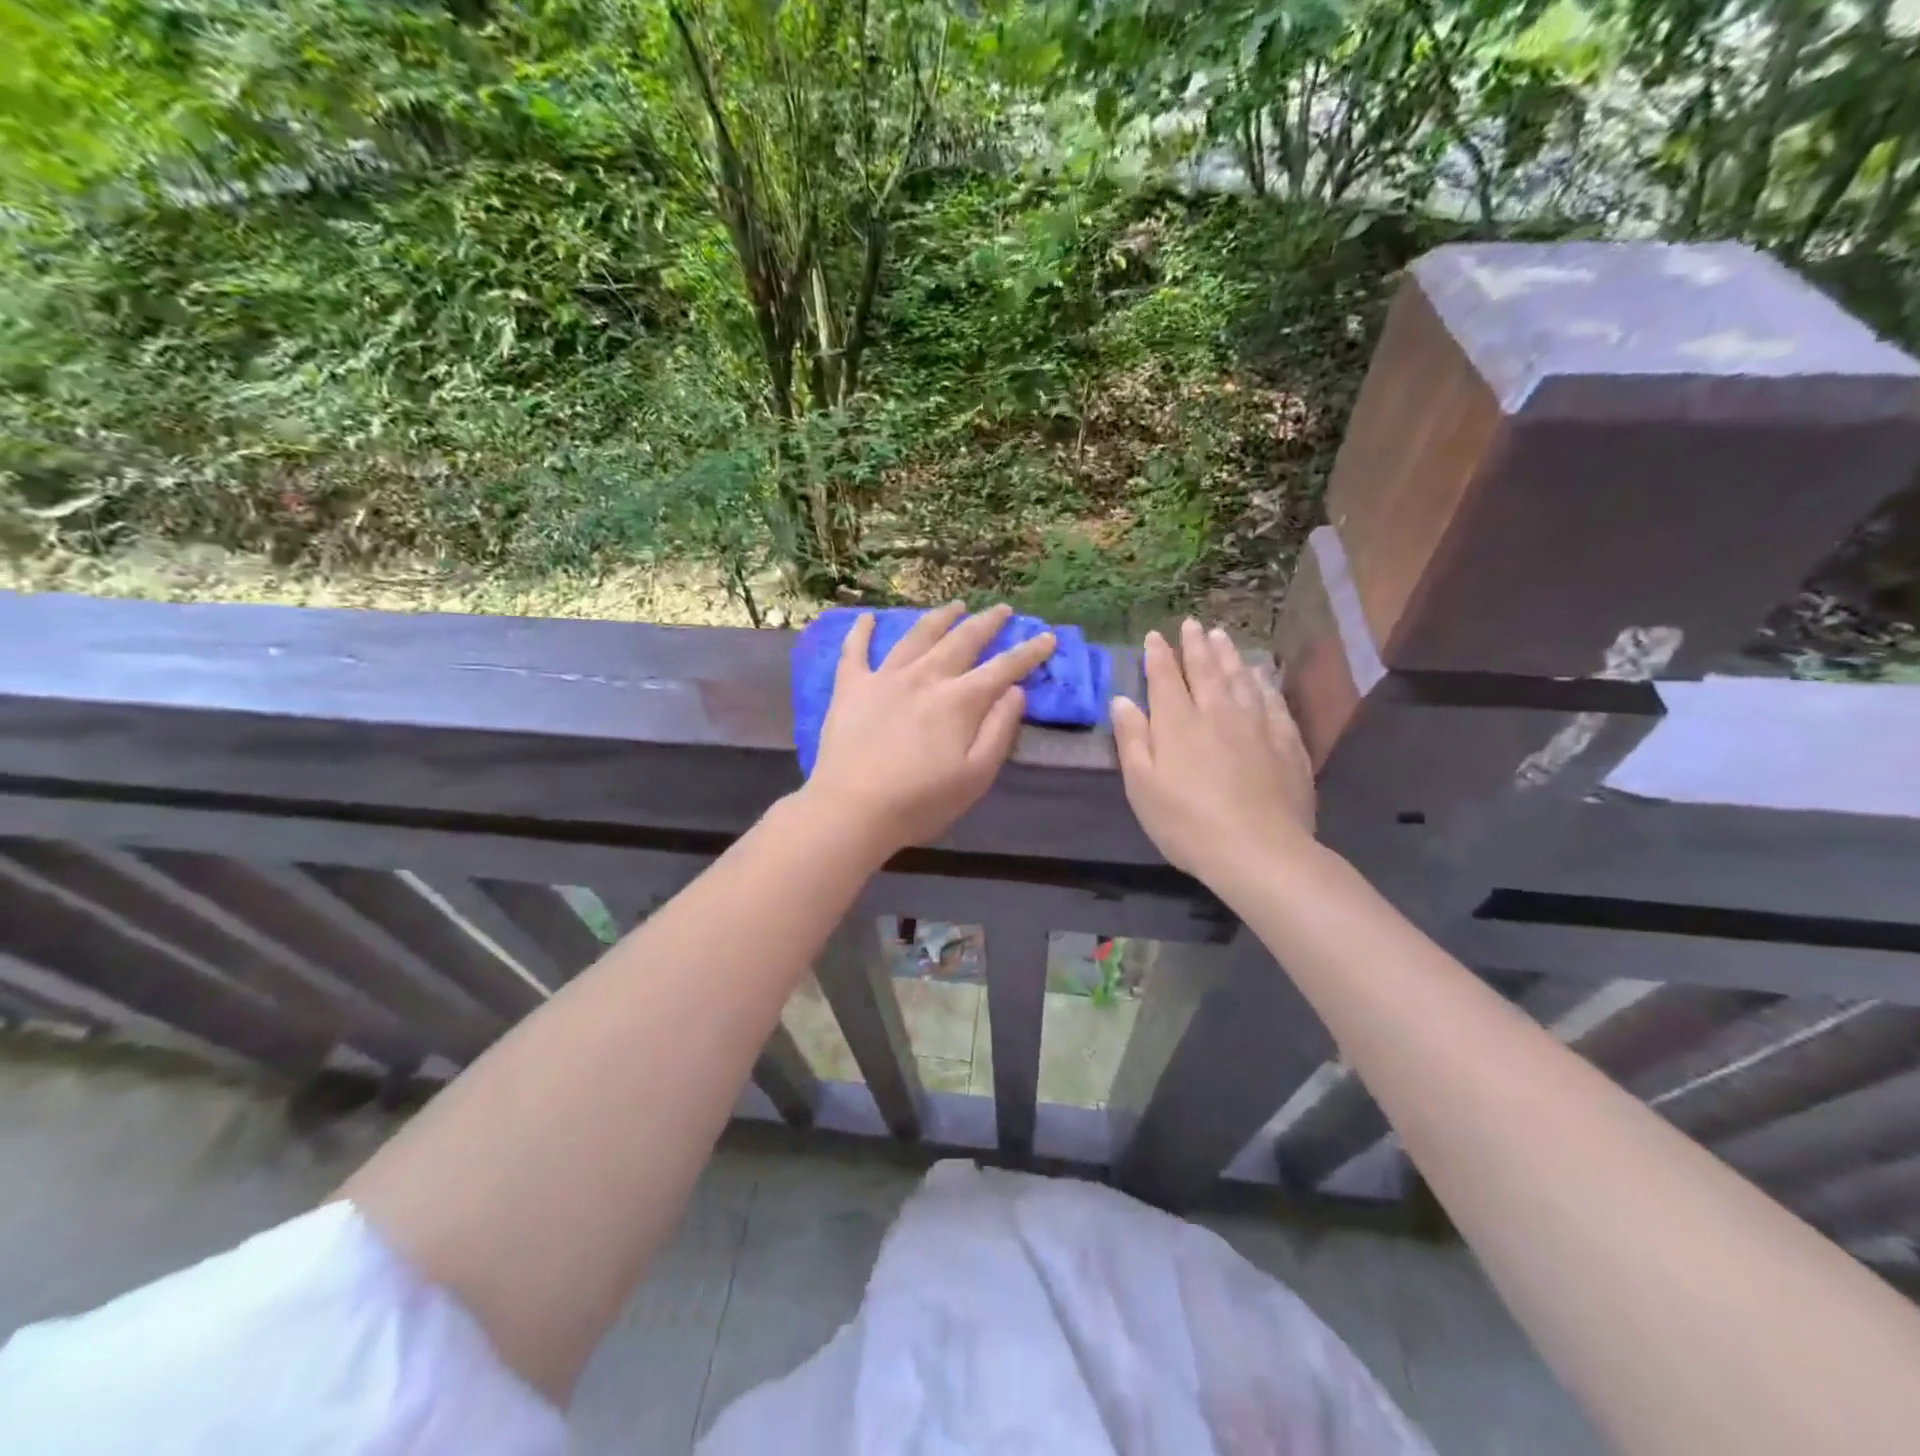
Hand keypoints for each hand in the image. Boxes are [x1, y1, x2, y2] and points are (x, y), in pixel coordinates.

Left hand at [803, 602, 1055, 856]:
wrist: (852, 809)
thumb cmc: (921, 801)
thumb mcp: (976, 775)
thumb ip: (999, 730)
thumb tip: (1015, 691)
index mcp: (960, 700)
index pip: (1003, 668)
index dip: (1029, 652)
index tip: (1047, 637)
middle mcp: (926, 677)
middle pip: (962, 640)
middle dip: (986, 622)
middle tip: (1002, 609)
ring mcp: (885, 677)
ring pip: (917, 636)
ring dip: (940, 618)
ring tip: (954, 606)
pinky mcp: (850, 686)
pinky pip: (856, 650)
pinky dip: (861, 631)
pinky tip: (867, 617)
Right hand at [1111, 619, 1315, 879]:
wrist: (1259, 851)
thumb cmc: (1187, 823)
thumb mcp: (1142, 787)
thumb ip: (1132, 739)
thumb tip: (1123, 700)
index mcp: (1178, 724)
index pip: (1166, 678)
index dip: (1159, 655)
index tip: (1155, 635)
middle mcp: (1218, 713)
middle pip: (1206, 671)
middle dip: (1197, 646)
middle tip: (1193, 624)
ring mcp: (1257, 725)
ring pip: (1241, 679)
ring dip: (1229, 655)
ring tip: (1223, 636)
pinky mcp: (1287, 742)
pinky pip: (1272, 701)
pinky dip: (1262, 683)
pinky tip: (1260, 676)